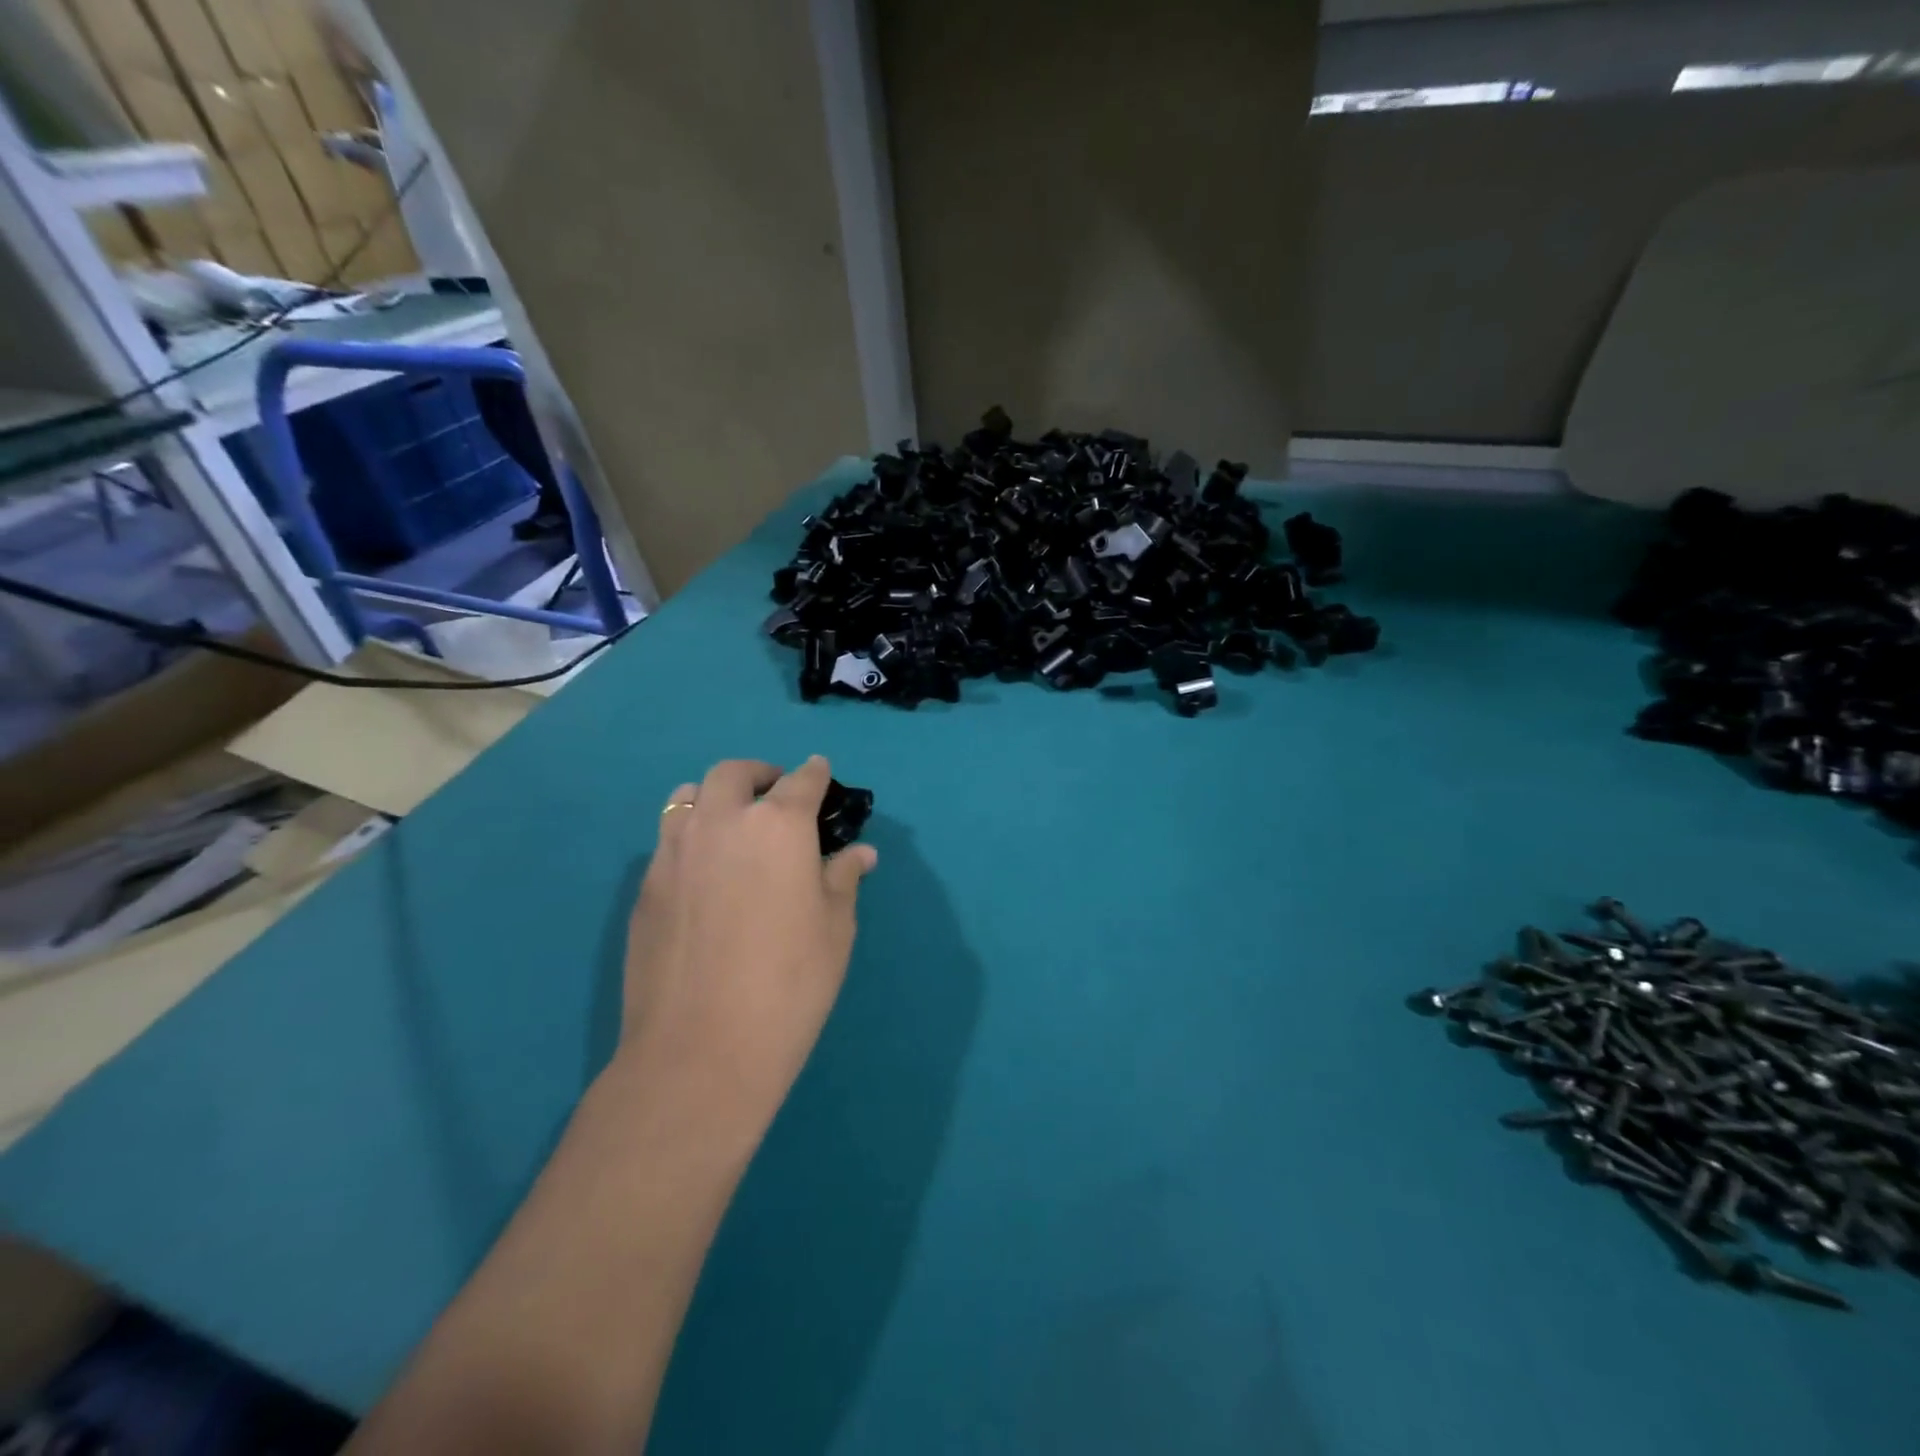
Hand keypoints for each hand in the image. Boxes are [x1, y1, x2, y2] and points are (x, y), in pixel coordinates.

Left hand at [616, 756, 877, 1143]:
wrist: (700, 1049)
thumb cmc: (790, 984)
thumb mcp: (835, 929)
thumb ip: (843, 878)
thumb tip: (860, 853)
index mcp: (778, 826)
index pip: (801, 781)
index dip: (816, 774)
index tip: (822, 774)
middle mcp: (722, 822)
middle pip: (735, 773)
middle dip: (760, 775)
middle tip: (775, 796)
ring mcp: (675, 851)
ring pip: (689, 796)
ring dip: (716, 797)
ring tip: (732, 825)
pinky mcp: (645, 885)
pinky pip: (669, 838)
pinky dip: (691, 835)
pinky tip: (704, 873)